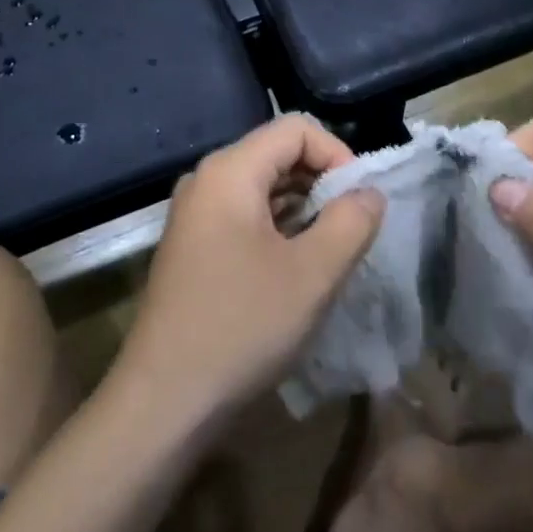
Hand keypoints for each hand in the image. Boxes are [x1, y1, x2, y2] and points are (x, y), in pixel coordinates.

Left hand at [115, 116, 383, 430]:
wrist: (163, 403)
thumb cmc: (241, 327)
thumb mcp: (312, 275)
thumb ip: (351, 222)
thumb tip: (369, 193)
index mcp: (230, 171)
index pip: (295, 129)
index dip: (337, 153)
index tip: (360, 200)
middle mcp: (206, 180)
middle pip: (277, 153)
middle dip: (321, 181)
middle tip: (351, 228)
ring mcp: (195, 213)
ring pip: (262, 186)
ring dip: (302, 208)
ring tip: (330, 250)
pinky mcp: (192, 245)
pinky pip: (244, 215)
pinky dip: (277, 228)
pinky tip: (295, 267)